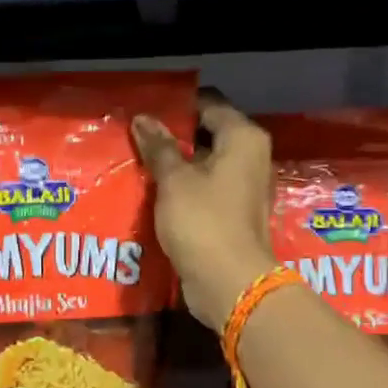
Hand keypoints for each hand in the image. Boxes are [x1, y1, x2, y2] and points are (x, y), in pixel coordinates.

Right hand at [132, 93, 277, 332]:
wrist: (229, 283)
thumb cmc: (203, 221)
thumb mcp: (174, 180)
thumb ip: (159, 147)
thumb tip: (142, 119)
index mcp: (243, 139)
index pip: (209, 104)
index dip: (177, 106)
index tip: (145, 111)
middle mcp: (251, 158)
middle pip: (209, 134)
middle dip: (174, 136)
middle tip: (137, 137)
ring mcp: (244, 188)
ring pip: (206, 164)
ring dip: (177, 164)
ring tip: (140, 163)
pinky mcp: (234, 214)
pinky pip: (206, 189)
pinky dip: (184, 188)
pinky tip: (155, 192)